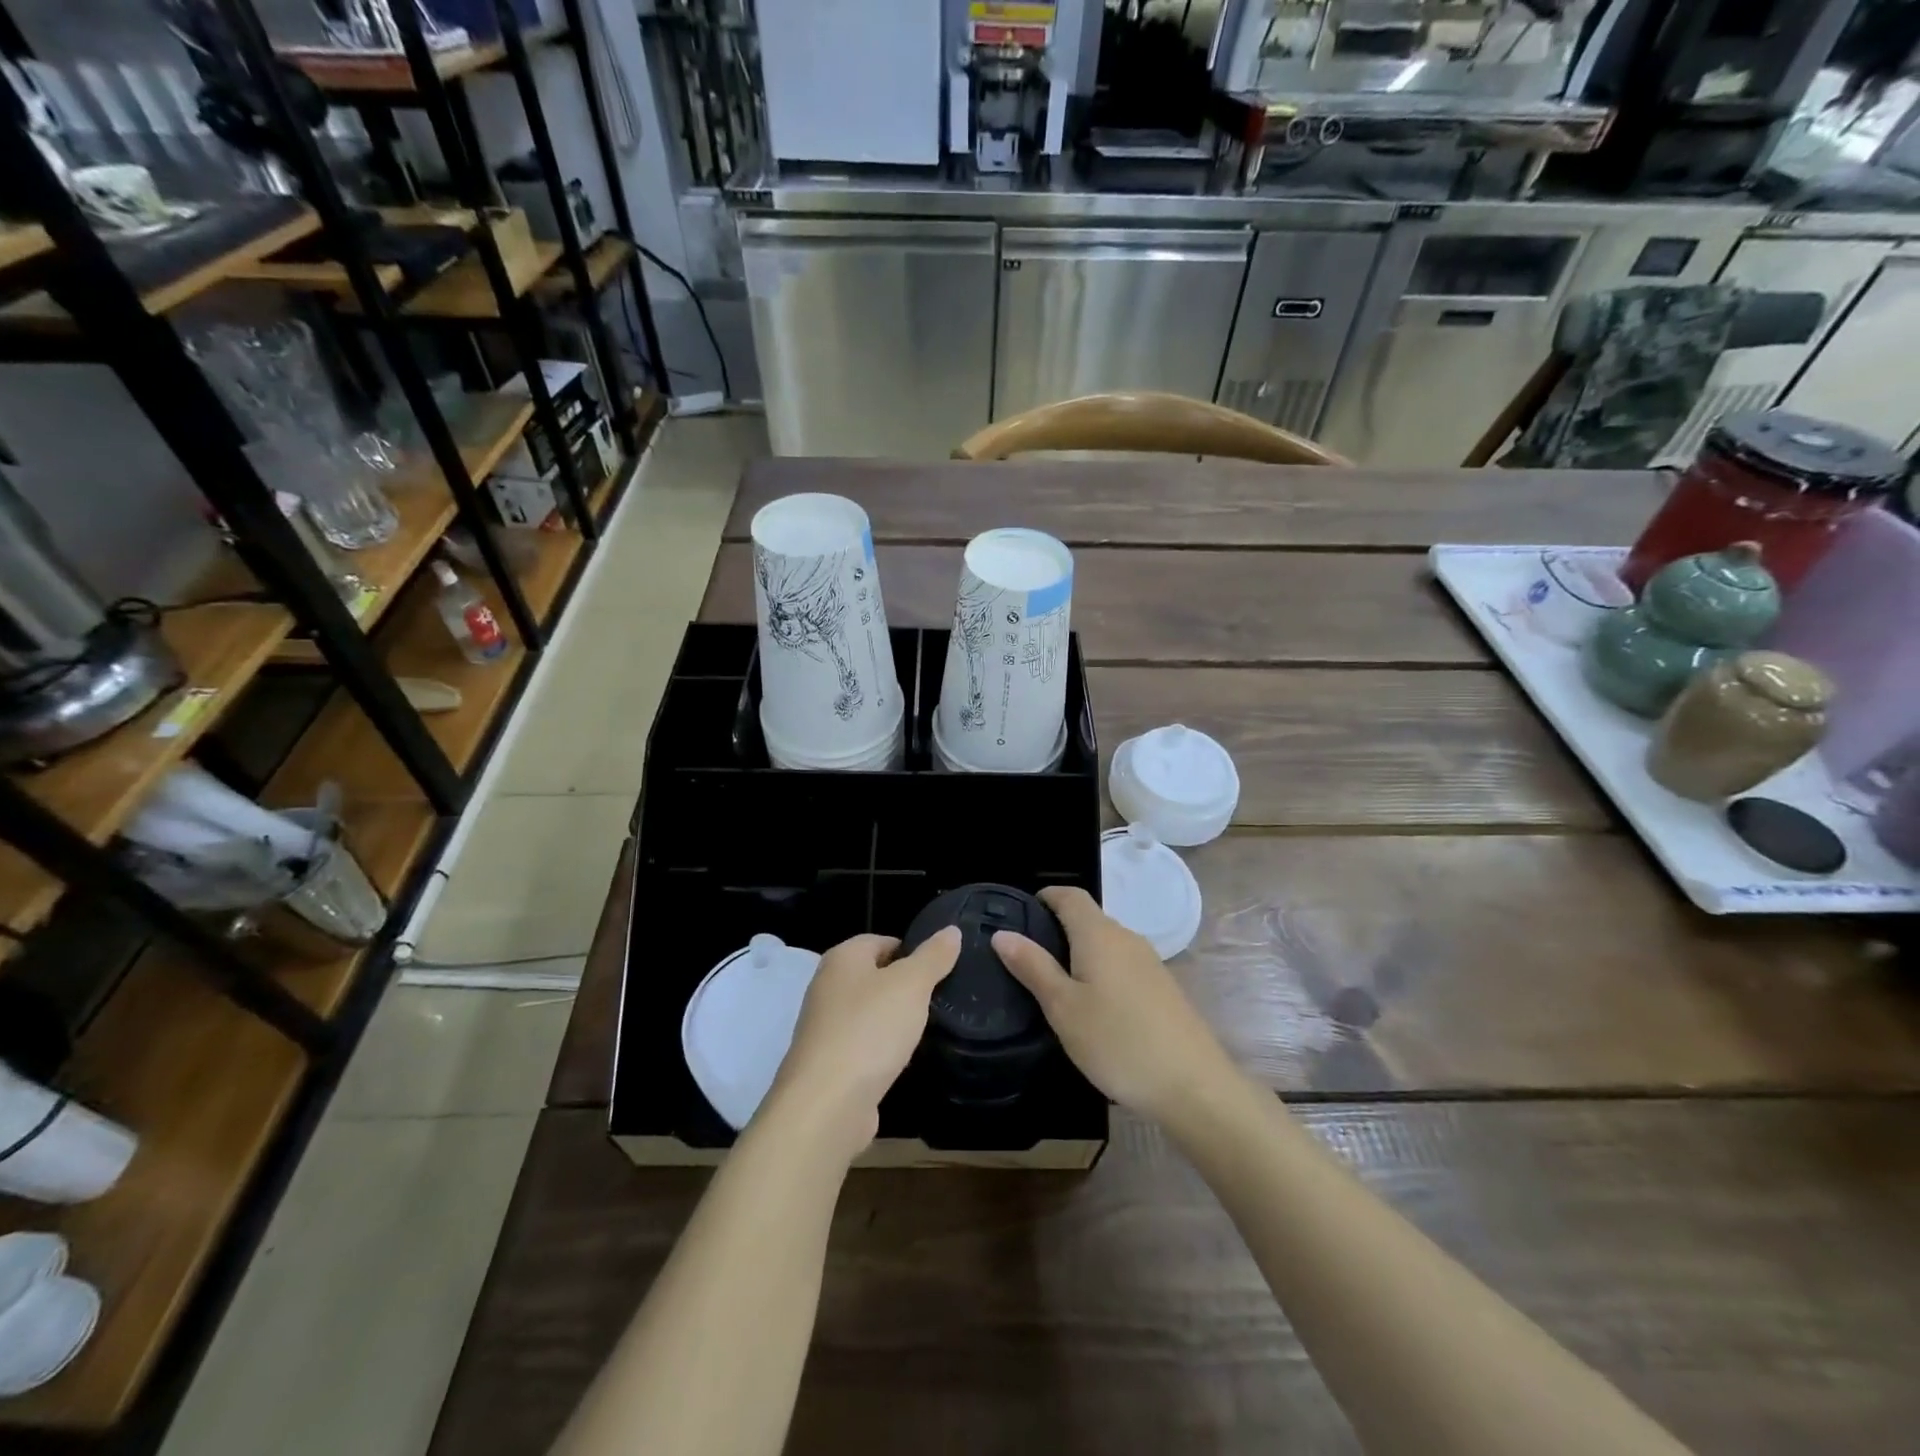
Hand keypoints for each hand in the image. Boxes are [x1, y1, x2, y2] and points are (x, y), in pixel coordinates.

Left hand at [766, 928, 961, 1157]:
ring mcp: (824, 1028)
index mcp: (842, 959)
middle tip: (938, 998)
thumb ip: (933, 957)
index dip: (911, 950)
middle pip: (873, 977)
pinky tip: (901, 1060)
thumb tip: (952, 930)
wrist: (827, 1104)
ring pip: (868, 1013)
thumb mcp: (911, 985)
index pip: (880, 940)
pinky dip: (881, 1050)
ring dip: (893, 1020)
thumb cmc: (870, 1030)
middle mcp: (826, 987)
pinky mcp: (828, 1064)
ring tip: (925, 1029)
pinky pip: (862, 1046)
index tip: (939, 969)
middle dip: (904, 987)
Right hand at [992, 887, 1235, 1127]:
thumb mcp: (1063, 1007)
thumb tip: (1003, 933)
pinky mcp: (1162, 987)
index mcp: (1099, 934)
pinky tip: (1093, 1006)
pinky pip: (1122, 965)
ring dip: (1079, 952)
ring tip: (1054, 984)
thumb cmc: (1117, 1041)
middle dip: (1058, 928)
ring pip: (1106, 943)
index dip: (1045, 896)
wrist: (1193, 1085)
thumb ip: (1033, 967)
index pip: (1070, 895)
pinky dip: (1101, 972)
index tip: (1021, 914)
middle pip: (1088, 918)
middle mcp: (1126, 938)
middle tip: (1027, 958)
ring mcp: (1149, 962)